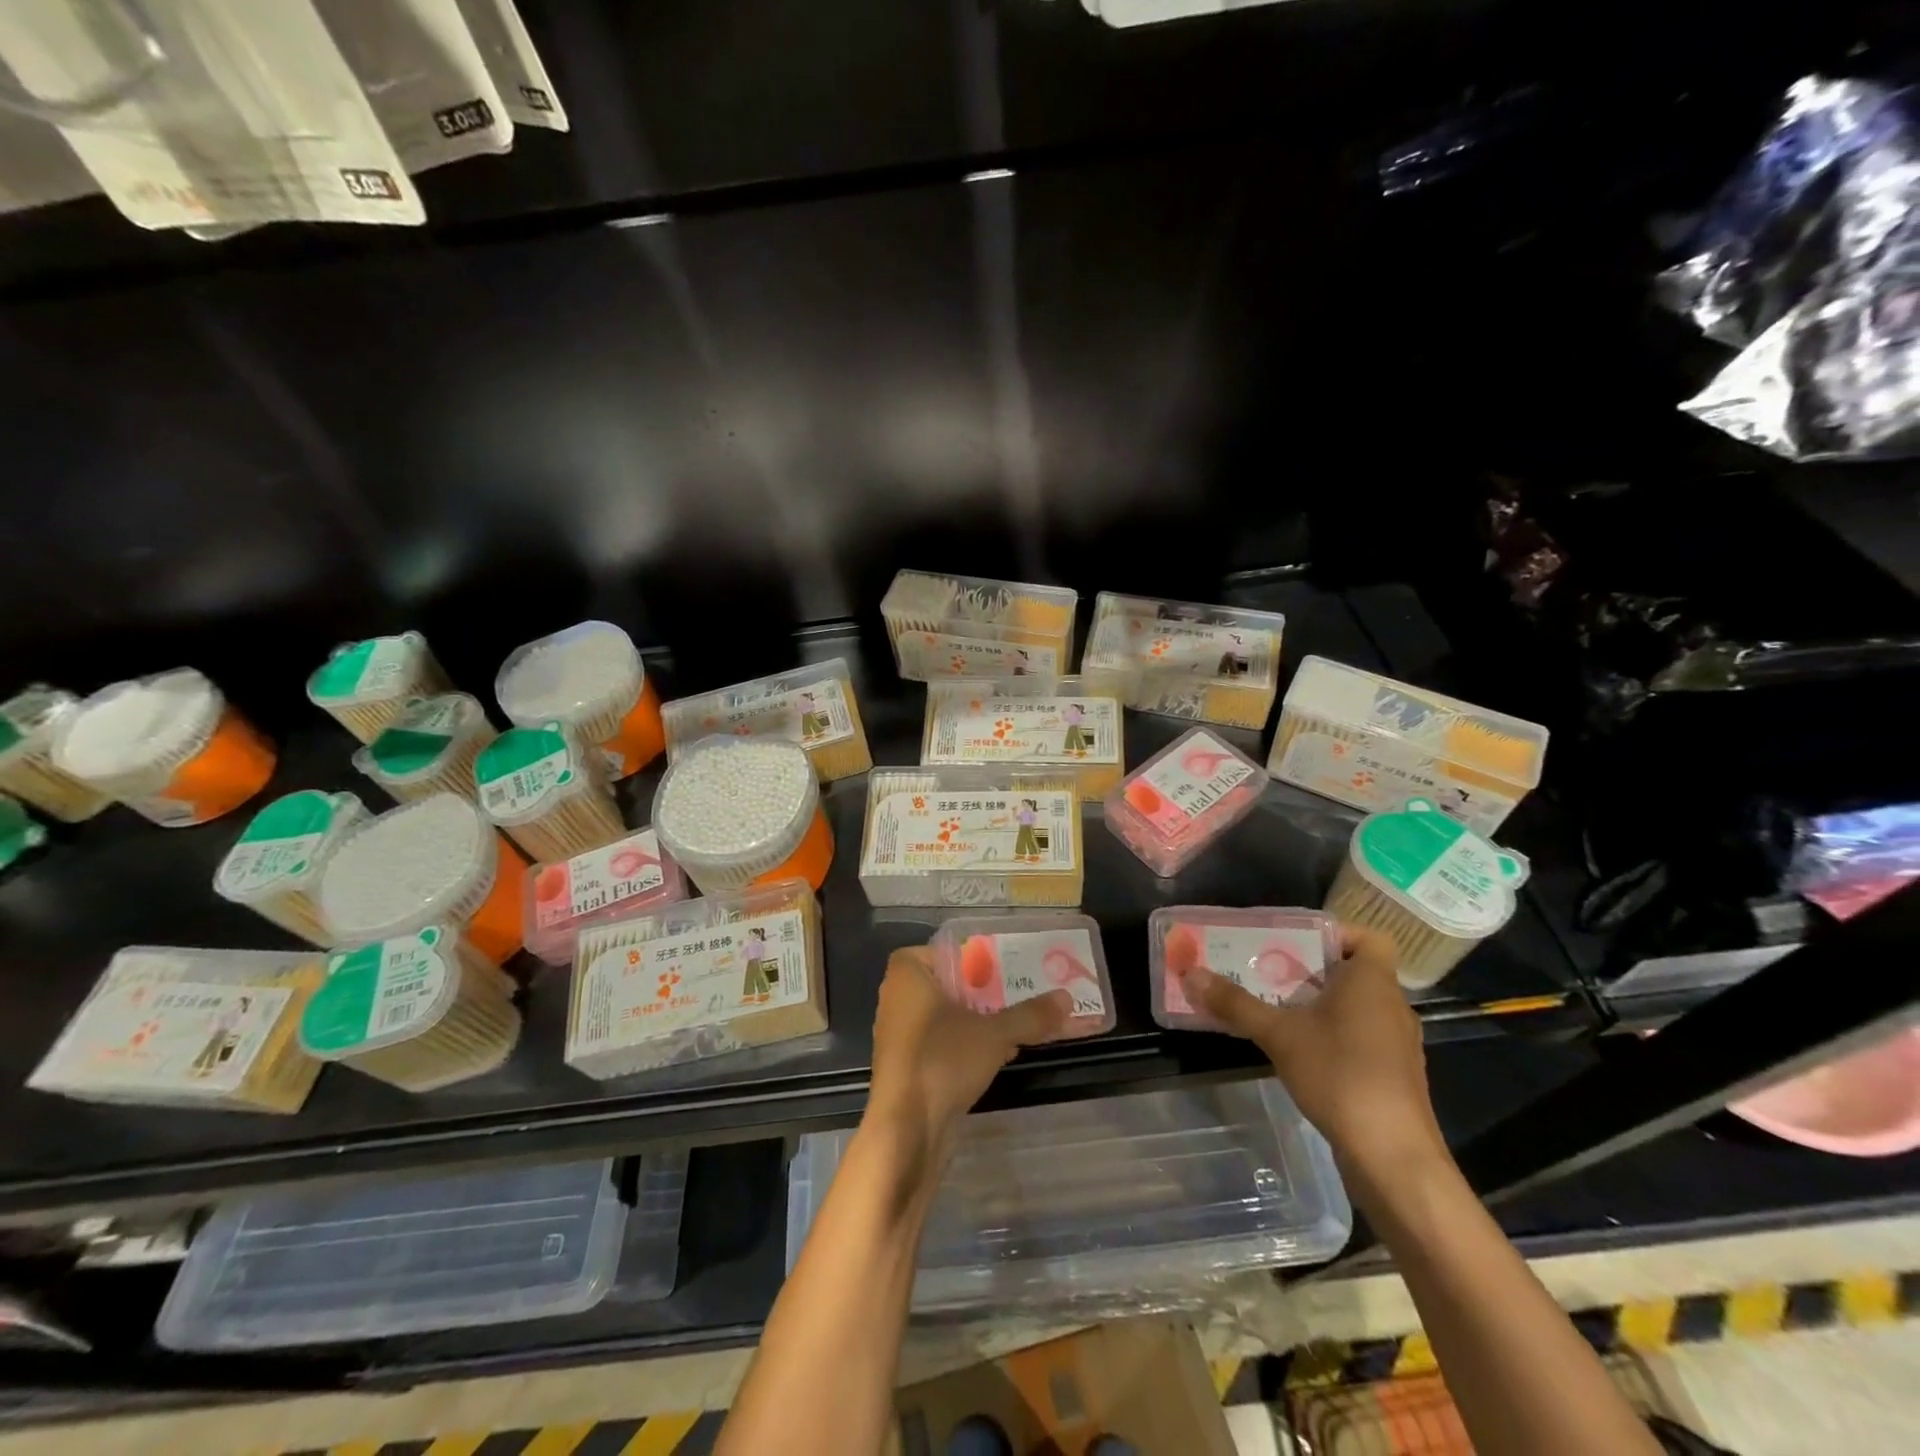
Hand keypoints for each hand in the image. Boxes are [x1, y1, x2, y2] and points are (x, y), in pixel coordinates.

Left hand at [866, 946, 1070, 1172]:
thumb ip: (1030, 1015)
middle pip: (950, 982)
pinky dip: (968, 1042)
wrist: (905, 1129)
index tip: (1007, 966)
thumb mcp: (994, 1034)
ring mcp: (901, 1032)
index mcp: (908, 973)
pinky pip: (943, 1040)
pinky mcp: (908, 1064)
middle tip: (1022, 990)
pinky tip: (1002, 1052)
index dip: (976, 956)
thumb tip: (1066, 998)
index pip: (945, 950)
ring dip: (981, 1018)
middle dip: (986, 989)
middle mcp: (898, 996)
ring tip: (1020, 1021)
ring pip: (948, 1014)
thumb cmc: (942, 1060)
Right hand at [1173, 924, 1446, 1188]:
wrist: (1393, 1157)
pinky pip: (1359, 1035)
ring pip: (1354, 1005)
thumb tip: (1191, 974)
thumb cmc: (1341, 1075)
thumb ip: (1236, 1003)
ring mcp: (1396, 1043)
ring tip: (1272, 1006)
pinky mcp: (1392, 1074)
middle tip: (1265, 970)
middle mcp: (1391, 1004)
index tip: (1293, 941)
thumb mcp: (1279, 1034)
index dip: (1333, 932)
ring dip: (1317, 1002)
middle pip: (1351, 970)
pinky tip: (1297, 1049)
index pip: (1367, 936)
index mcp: (1372, 981)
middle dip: (1308, 968)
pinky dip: (1330, 1032)